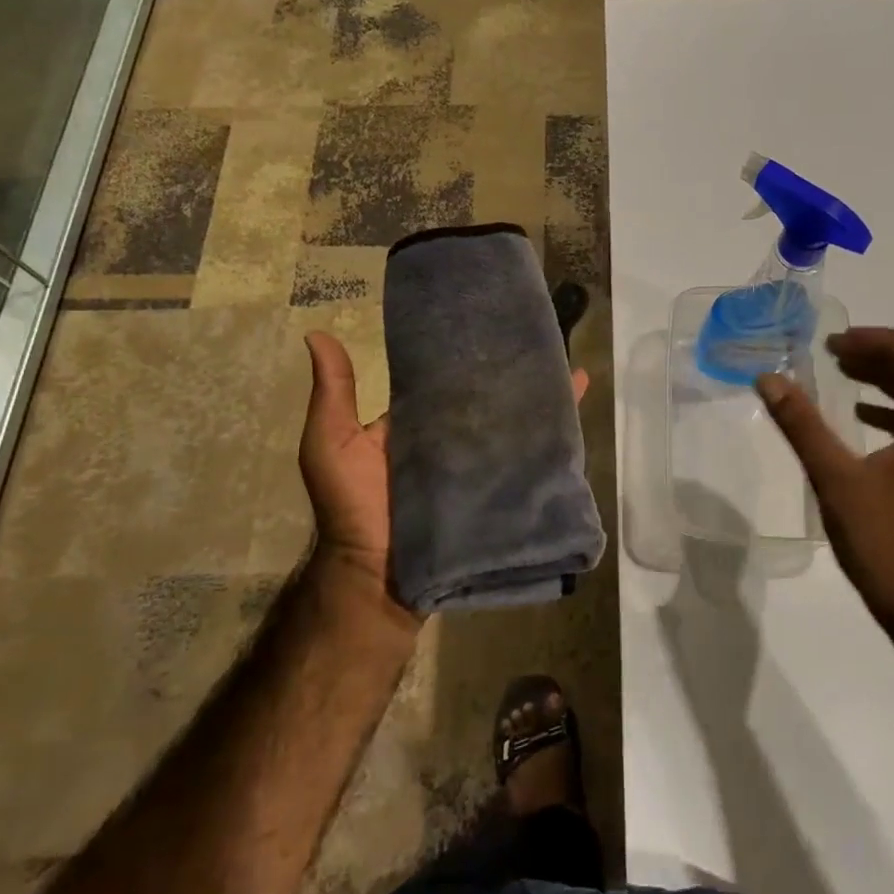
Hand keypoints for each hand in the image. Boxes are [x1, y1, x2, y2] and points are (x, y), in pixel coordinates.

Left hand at [299, 333, 589, 605]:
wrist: (378, 577)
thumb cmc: (352, 507)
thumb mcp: (332, 444)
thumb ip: (333, 393)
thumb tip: (317, 333)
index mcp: (417, 421)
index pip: (446, 377)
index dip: (465, 349)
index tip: (488, 316)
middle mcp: (451, 439)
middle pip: (487, 399)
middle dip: (511, 372)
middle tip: (541, 337)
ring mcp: (478, 466)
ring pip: (513, 425)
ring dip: (538, 401)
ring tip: (567, 367)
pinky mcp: (499, 492)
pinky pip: (528, 462)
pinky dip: (553, 441)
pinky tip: (576, 418)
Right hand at [756, 328, 893, 650]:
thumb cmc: (887, 545)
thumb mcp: (837, 481)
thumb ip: (803, 427)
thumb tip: (770, 379)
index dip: (885, 342)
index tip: (840, 342)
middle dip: (880, 357)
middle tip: (834, 352)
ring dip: (885, 383)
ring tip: (843, 374)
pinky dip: (888, 414)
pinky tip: (859, 421)